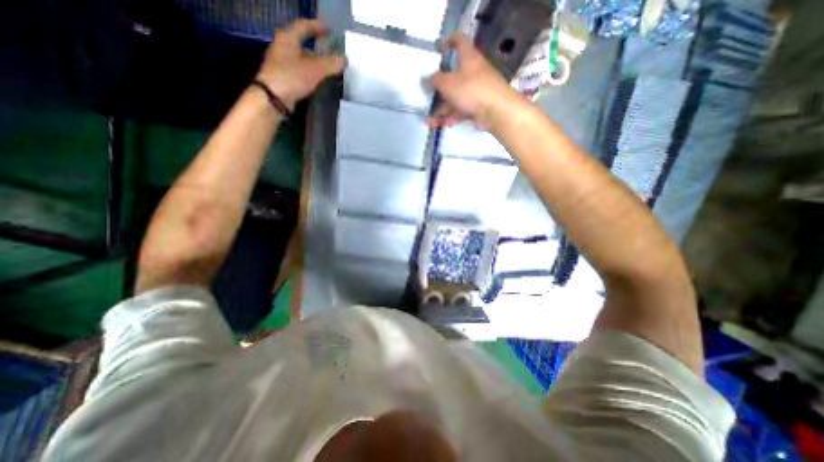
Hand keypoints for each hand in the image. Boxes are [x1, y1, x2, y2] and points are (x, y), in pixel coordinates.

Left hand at [257, 19, 347, 107]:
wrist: (273, 99)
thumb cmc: (292, 78)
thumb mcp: (315, 70)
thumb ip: (331, 64)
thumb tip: (344, 60)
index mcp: (288, 38)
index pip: (304, 26)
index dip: (318, 27)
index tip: (330, 30)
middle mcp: (283, 48)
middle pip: (303, 44)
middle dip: (319, 49)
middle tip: (333, 53)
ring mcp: (282, 64)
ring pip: (303, 60)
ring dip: (316, 63)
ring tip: (330, 69)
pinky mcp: (284, 78)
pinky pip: (301, 72)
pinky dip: (311, 74)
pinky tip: (319, 81)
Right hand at [432, 32, 520, 129]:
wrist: (497, 110)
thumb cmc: (471, 90)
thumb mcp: (448, 83)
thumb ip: (435, 80)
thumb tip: (426, 79)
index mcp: (468, 57)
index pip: (459, 41)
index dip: (449, 41)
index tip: (439, 49)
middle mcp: (474, 71)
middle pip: (454, 76)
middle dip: (440, 90)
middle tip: (429, 98)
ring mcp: (478, 89)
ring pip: (457, 97)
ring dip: (444, 109)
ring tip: (432, 122)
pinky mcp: (480, 105)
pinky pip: (463, 108)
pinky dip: (454, 116)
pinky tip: (448, 124)